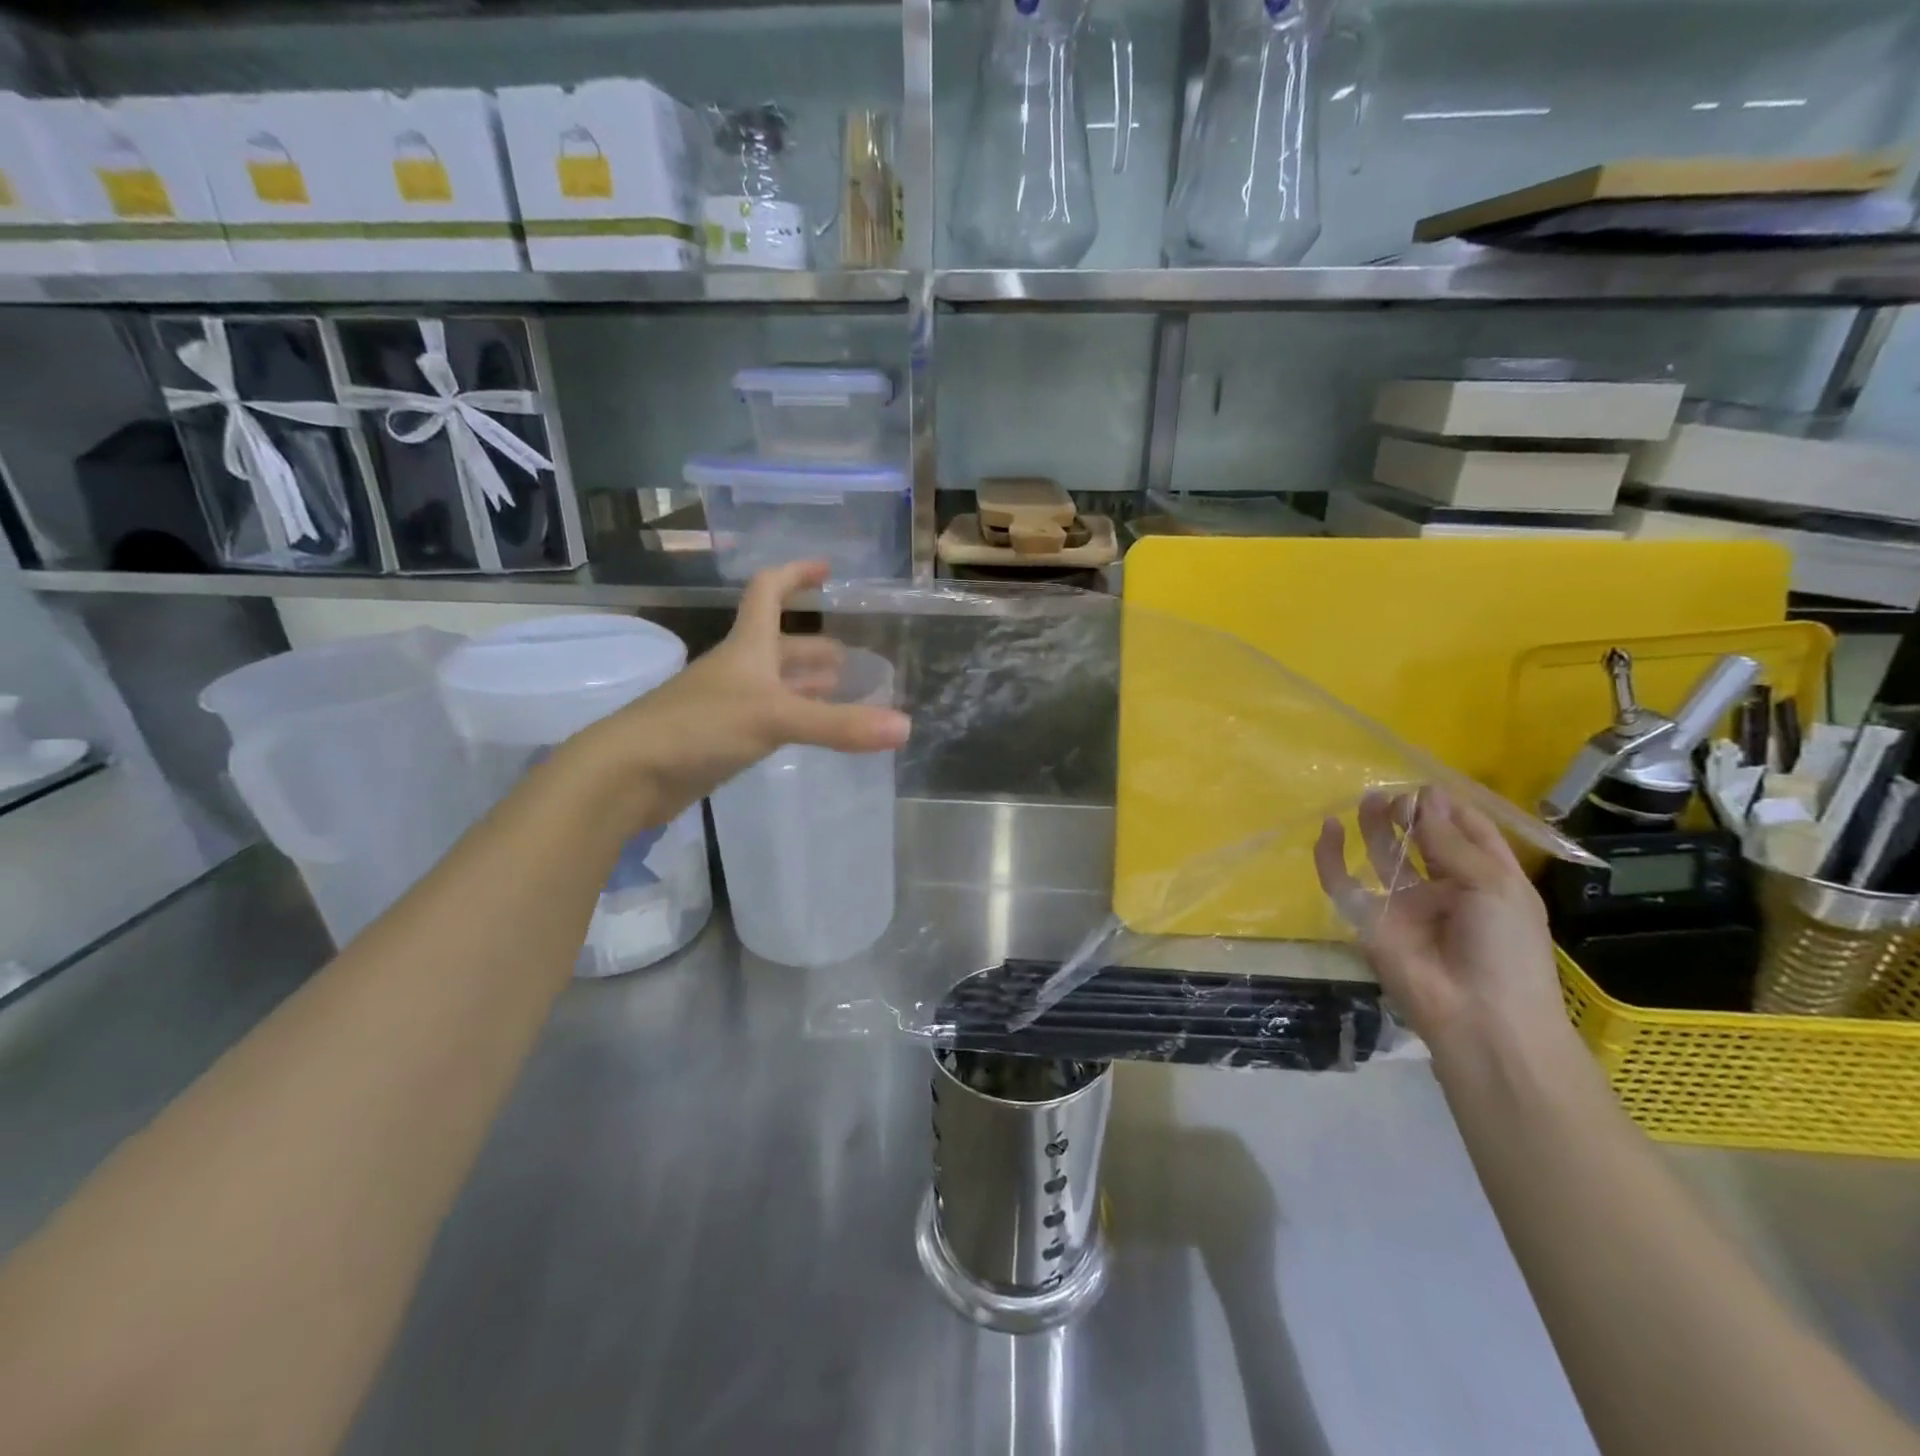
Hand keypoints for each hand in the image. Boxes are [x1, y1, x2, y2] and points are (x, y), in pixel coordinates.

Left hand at [575, 561, 911, 827]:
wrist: (628, 774)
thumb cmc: (699, 727)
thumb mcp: (775, 718)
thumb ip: (839, 724)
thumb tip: (905, 727)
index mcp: (747, 647)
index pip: (770, 592)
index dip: (796, 574)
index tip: (828, 569)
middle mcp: (738, 669)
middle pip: (780, 645)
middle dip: (815, 647)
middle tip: (853, 658)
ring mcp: (726, 704)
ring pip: (775, 684)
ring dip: (807, 684)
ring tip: (842, 692)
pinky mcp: (720, 739)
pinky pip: (767, 718)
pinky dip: (793, 718)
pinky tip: (808, 731)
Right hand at [1313, 787, 1569, 1055]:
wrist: (1479, 1017)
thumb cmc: (1506, 950)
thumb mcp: (1494, 886)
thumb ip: (1450, 841)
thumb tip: (1425, 798)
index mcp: (1486, 880)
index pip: (1468, 833)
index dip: (1450, 808)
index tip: (1429, 788)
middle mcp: (1444, 888)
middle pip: (1422, 841)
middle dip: (1411, 814)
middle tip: (1398, 797)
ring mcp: (1403, 905)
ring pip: (1383, 855)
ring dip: (1377, 826)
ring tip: (1371, 799)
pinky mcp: (1368, 920)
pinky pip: (1342, 883)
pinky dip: (1330, 856)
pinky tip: (1329, 829)